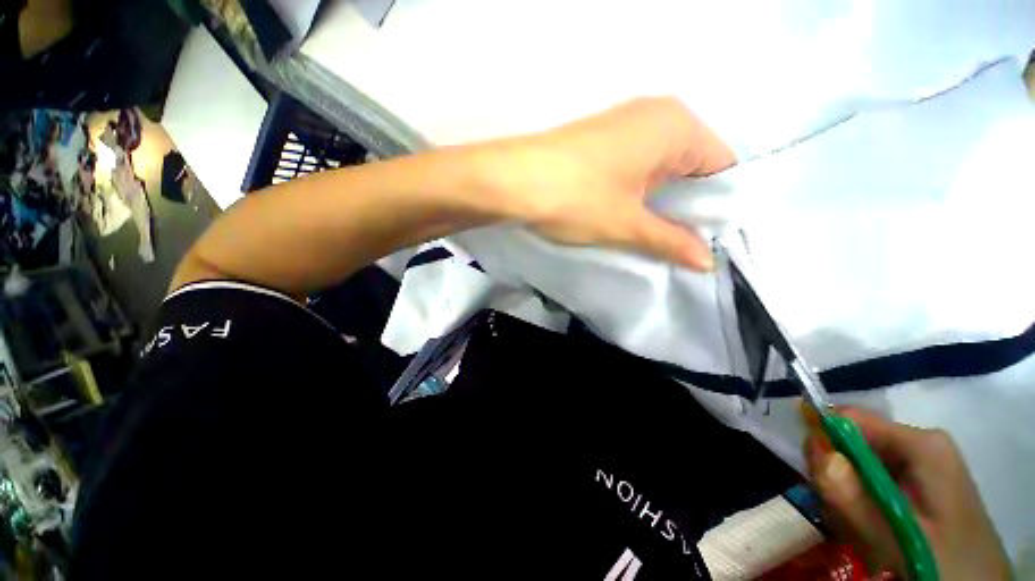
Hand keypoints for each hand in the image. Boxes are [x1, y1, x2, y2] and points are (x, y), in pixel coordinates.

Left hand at [485, 97, 735, 270]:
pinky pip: (637, 165)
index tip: (708, 240)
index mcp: (677, 126)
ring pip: (662, 168)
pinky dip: (640, 191)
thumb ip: (671, 241)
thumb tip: (706, 261)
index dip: (717, 207)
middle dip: (687, 207)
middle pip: (692, 166)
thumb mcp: (627, 225)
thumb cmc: (576, 198)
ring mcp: (625, 124)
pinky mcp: (602, 139)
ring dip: (660, 202)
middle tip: (682, 245)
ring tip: (656, 235)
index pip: (721, 168)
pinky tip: (631, 214)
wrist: (511, 181)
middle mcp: (657, 115)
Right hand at [805, 408, 1010, 579]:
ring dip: (846, 496)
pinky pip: (869, 480)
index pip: (849, 418)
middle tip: (843, 516)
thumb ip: (852, 495)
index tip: (818, 479)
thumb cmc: (944, 561)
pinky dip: (859, 504)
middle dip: (837, 476)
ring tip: (859, 531)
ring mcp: (918, 463)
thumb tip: (815, 449)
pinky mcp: (915, 482)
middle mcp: (917, 444)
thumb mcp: (896, 534)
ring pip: (855, 463)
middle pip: (850, 441)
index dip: (823, 441)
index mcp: (921, 443)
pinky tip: (869, 531)